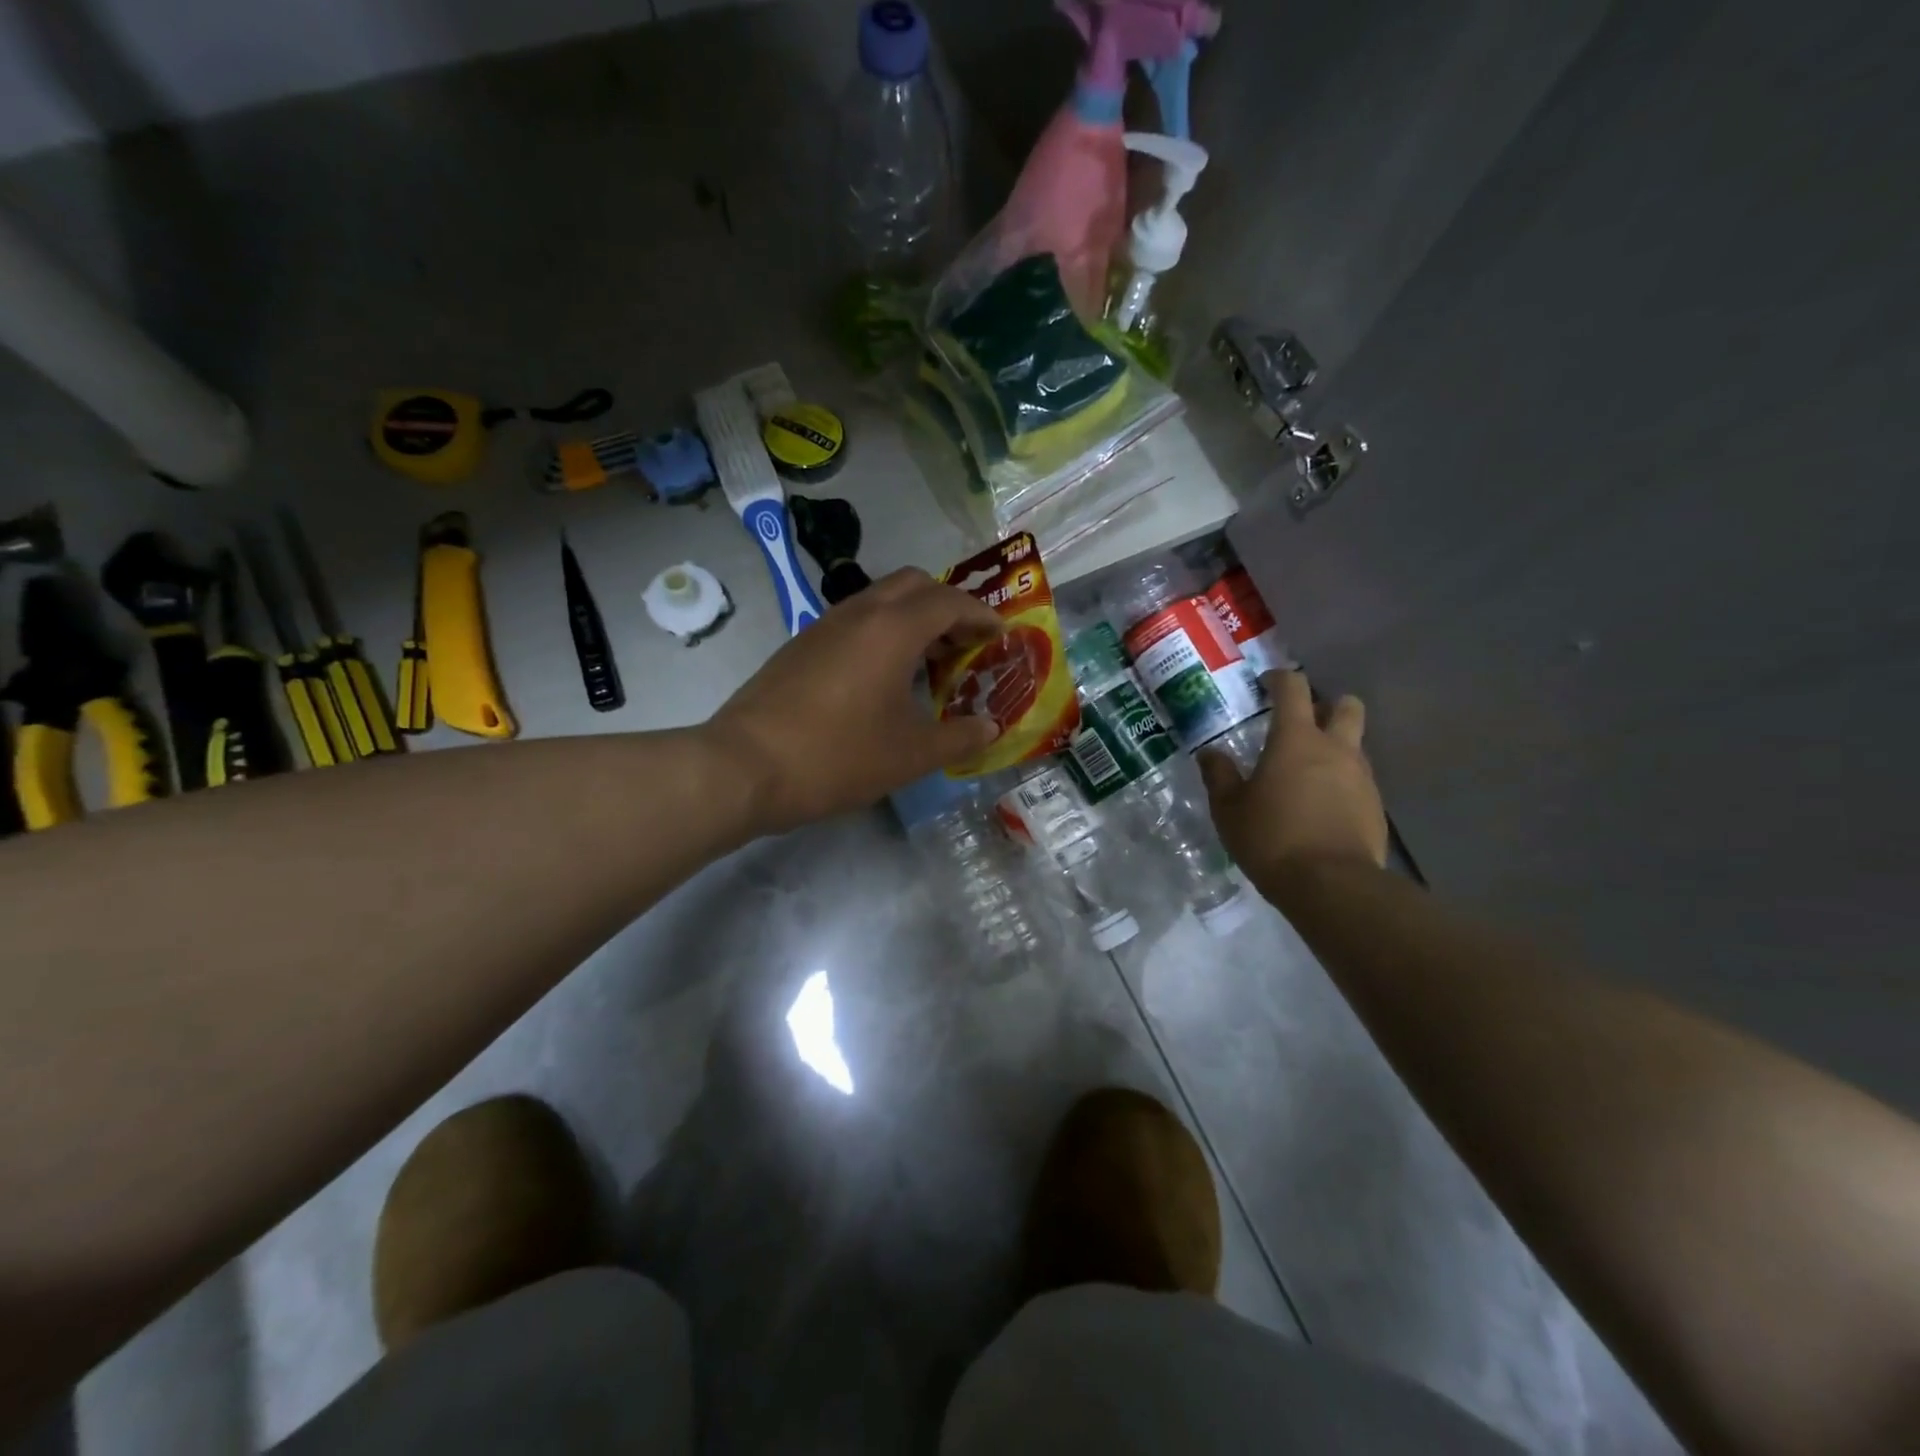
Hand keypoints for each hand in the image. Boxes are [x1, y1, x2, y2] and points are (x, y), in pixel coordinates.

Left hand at [707, 568, 1005, 833]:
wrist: (745, 767)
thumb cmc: (838, 756)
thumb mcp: (910, 755)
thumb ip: (959, 738)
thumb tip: (989, 729)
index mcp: (893, 629)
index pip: (950, 602)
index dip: (981, 615)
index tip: (1000, 635)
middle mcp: (859, 613)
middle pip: (914, 584)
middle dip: (947, 606)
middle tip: (964, 644)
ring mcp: (823, 625)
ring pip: (879, 599)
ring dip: (912, 618)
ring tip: (928, 663)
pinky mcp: (800, 645)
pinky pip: (854, 621)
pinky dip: (882, 633)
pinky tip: (883, 679)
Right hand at [1199, 670, 1387, 887]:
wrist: (1332, 886)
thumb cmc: (1272, 838)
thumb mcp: (1229, 809)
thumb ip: (1219, 776)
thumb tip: (1209, 754)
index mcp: (1296, 739)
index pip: (1293, 688)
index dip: (1279, 679)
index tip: (1265, 685)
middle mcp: (1336, 748)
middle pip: (1346, 705)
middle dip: (1326, 706)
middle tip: (1299, 724)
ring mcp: (1361, 777)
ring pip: (1354, 744)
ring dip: (1334, 746)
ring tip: (1305, 772)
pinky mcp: (1375, 806)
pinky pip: (1358, 779)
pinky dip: (1341, 781)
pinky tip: (1320, 806)